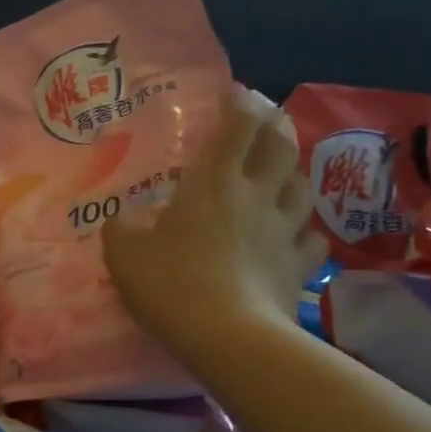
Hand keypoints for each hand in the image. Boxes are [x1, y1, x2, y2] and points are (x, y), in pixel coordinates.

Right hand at [103, 88, 324, 370]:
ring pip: (302, 187)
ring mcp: (285, 231)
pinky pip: (311, 237)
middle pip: (280, 147)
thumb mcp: (124, 255)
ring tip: (281, 173)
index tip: (234, 93)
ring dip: (293, 173)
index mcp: (215, 183)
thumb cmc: (172, 285)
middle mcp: (257, 196)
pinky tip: (295, 233)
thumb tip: (119, 220)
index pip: (237, 126)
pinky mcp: (300, 267)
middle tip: (264, 121)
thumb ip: (120, 230)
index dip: (240, 103)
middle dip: (275, 126)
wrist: (230, 339)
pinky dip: (304, 228)